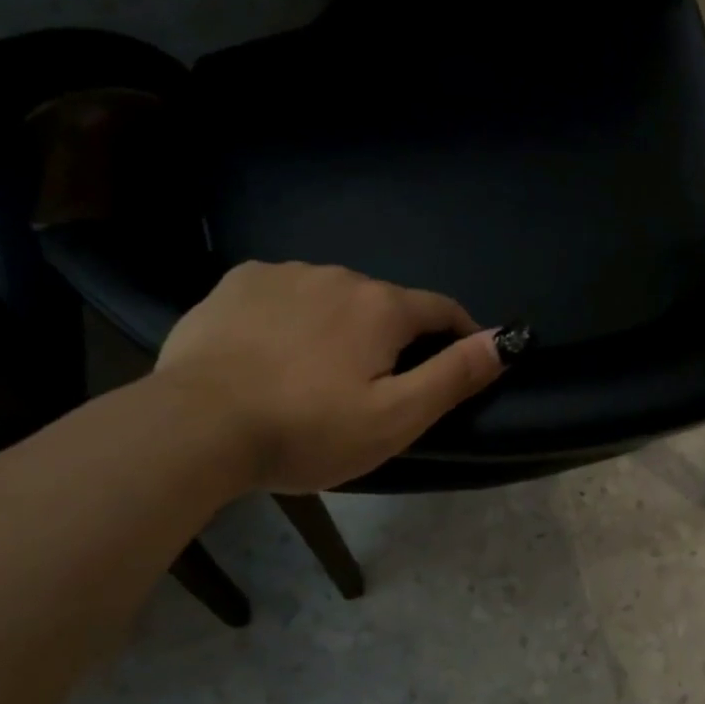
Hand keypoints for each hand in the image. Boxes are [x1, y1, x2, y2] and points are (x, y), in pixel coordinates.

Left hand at [155, 262, 503, 493]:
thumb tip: (505, 340)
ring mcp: (284, 274)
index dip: (460, 333)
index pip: (441, 309)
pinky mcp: (238, 282)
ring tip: (319, 372)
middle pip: (384, 304)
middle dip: (393, 337)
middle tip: (375, 387)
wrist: (198, 426)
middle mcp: (339, 275)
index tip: (459, 361)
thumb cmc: (307, 429)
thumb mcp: (395, 417)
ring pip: (333, 297)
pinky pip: (285, 294)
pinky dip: (293, 316)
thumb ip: (454, 375)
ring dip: (341, 325)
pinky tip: (273, 351)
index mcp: (381, 306)